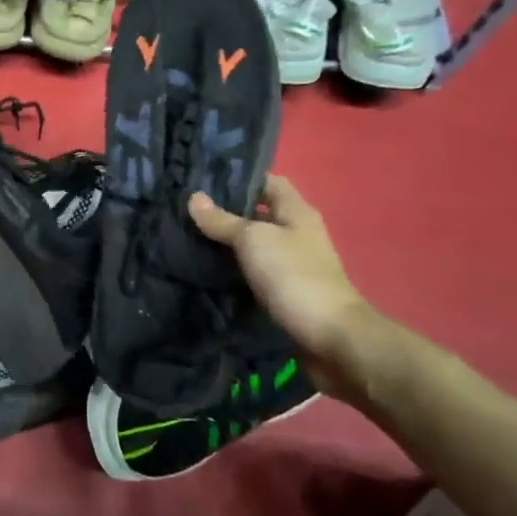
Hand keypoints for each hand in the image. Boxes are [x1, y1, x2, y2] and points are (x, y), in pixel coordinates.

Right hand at [188, 175, 373, 369]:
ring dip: (226, 242)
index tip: (203, 179)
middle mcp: (296, 233)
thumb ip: (223, 221)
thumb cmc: (294, 276)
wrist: (330, 337)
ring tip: (187, 236)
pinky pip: (253, 271)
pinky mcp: (284, 291)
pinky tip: (206, 269)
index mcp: (297, 212)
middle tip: (186, 209)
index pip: (268, 182)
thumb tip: (194, 197)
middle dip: (226, 211)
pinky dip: (232, 269)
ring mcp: (292, 264)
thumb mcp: (253, 240)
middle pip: (258, 213)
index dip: (239, 177)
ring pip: (254, 244)